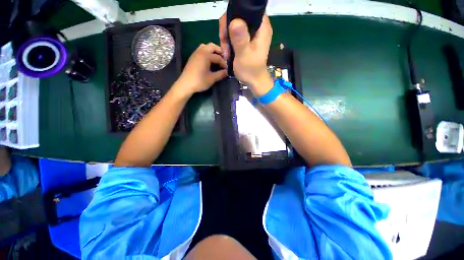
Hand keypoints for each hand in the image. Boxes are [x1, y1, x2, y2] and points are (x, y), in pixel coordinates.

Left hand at [176, 43, 227, 94]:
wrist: (186, 84)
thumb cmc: (199, 81)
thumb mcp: (212, 79)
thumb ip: (220, 74)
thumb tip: (227, 72)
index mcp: (206, 56)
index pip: (218, 57)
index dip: (224, 63)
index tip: (227, 69)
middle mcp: (200, 51)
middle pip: (211, 46)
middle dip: (219, 51)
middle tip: (223, 58)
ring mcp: (195, 53)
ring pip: (205, 46)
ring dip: (212, 50)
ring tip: (216, 58)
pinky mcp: (193, 57)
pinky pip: (201, 50)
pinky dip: (206, 52)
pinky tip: (208, 61)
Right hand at [219, 14, 272, 94]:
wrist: (254, 82)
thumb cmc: (251, 70)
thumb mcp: (244, 55)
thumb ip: (240, 39)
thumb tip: (235, 21)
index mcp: (262, 27)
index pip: (247, 9)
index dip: (234, 15)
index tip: (226, 30)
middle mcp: (258, 27)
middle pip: (239, 16)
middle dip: (227, 29)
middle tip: (224, 44)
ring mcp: (253, 34)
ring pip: (235, 26)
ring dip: (227, 38)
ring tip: (226, 52)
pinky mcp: (248, 41)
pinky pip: (235, 35)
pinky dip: (229, 42)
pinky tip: (228, 52)